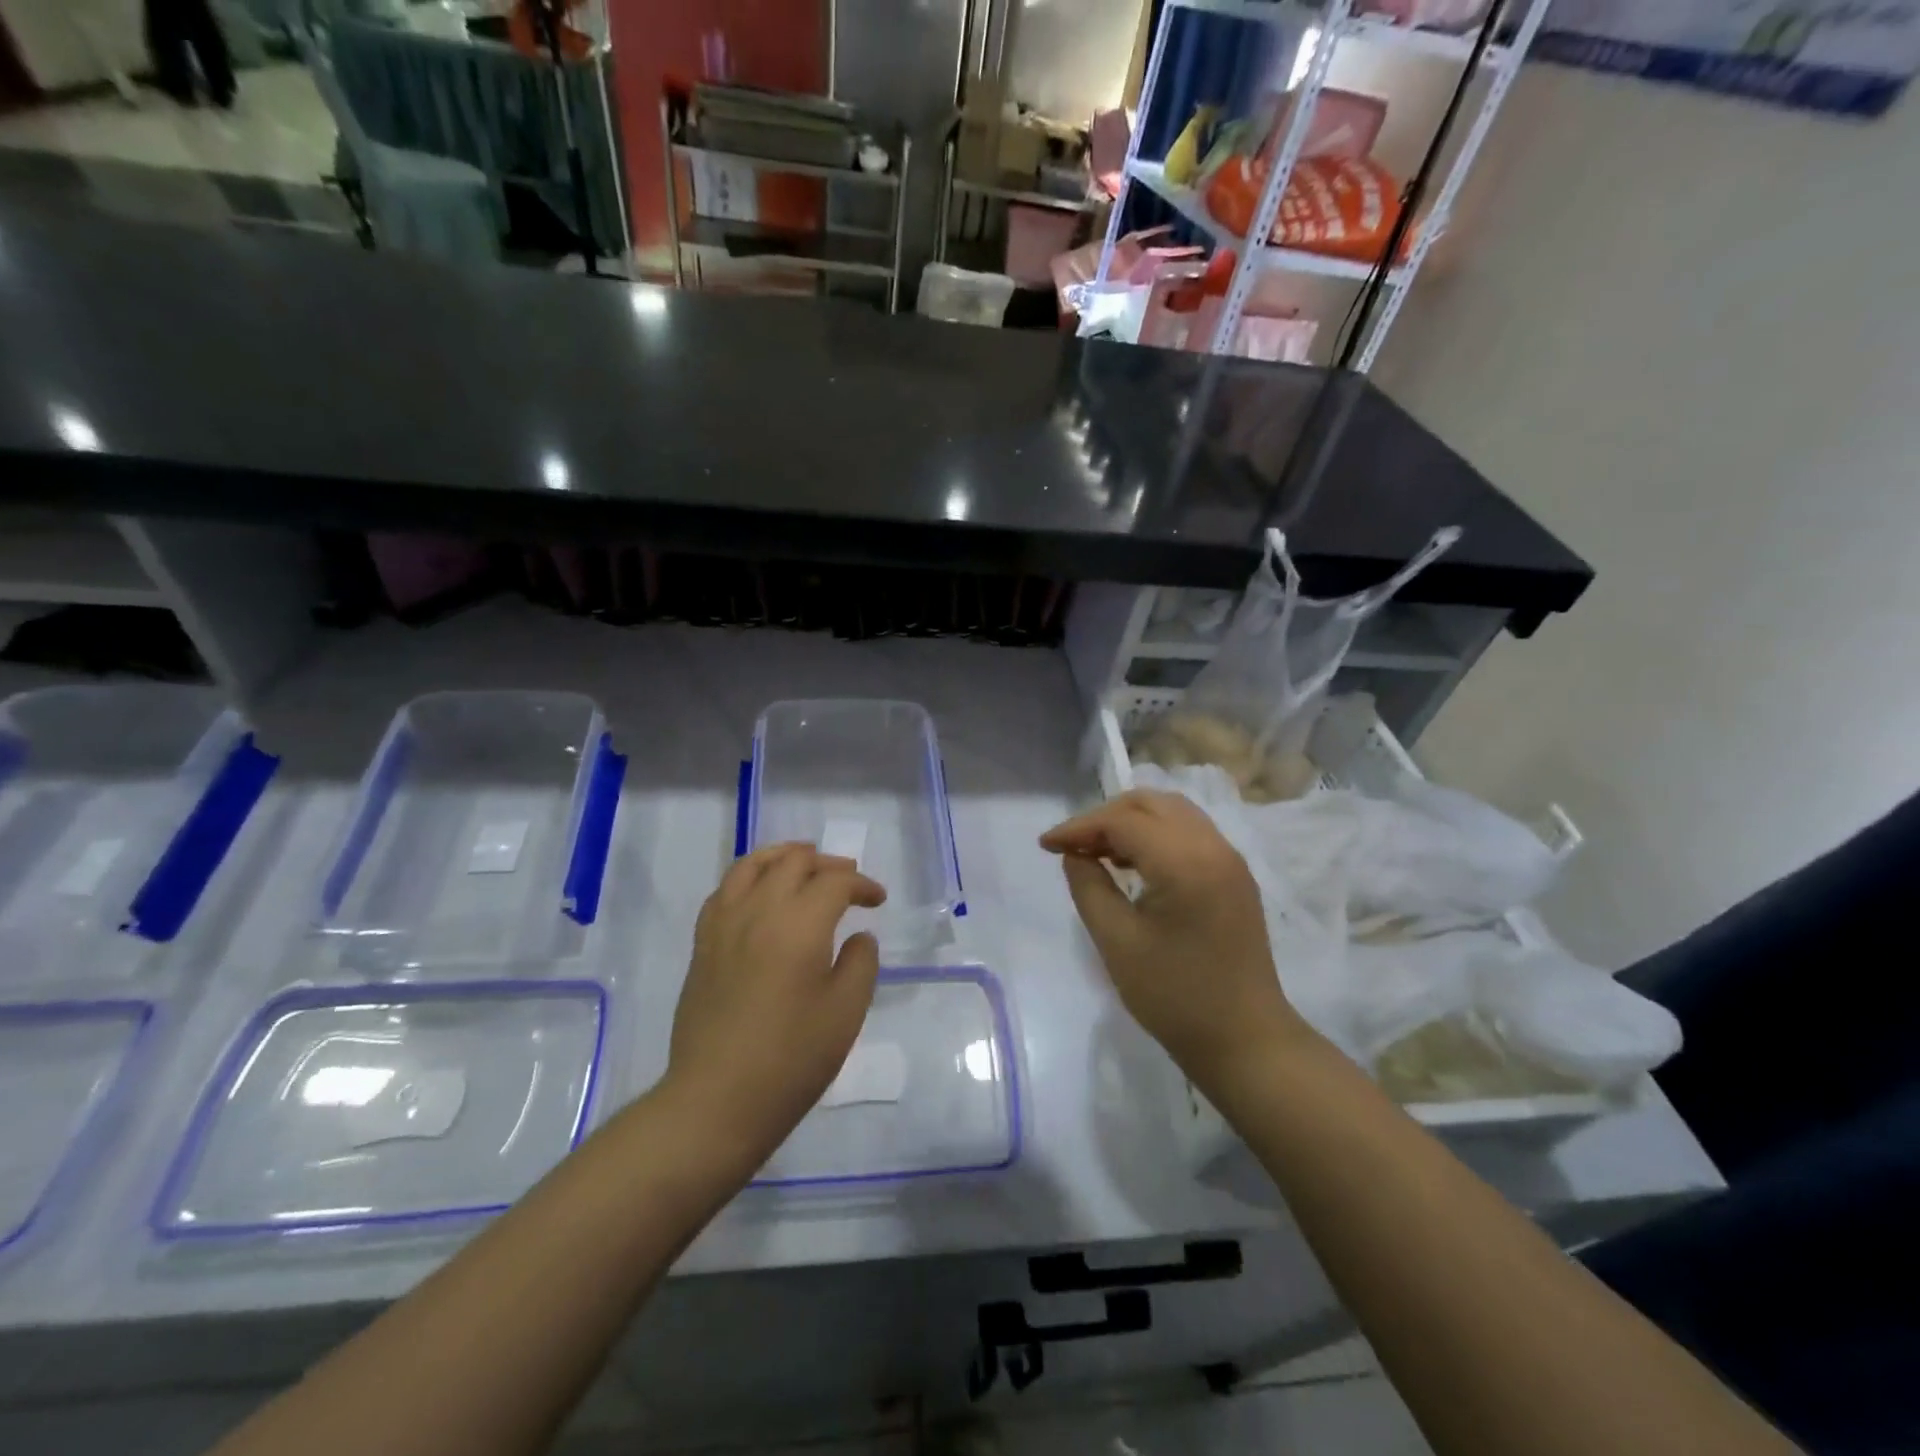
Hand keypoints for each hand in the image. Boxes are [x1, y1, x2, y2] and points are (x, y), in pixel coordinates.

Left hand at [666, 844, 886, 1168]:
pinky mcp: (703, 944)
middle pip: (794, 862)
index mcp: (799, 925)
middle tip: (848, 880)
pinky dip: (749, 876)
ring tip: (803, 861)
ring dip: (783, 856)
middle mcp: (759, 911)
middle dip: (827, 864)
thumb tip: (858, 937)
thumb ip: (860, 963)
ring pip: (752, 864)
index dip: (862, 885)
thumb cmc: (791, 1059)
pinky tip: (759, 891)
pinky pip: (725, 889)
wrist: (717, 1101)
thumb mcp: (845, 1013)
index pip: (835, 882)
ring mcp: (724, 924)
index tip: (877, 901)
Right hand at [1040, 790, 1309, 1088]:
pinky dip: (1155, 834)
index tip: (1046, 846)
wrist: (1245, 1040)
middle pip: (1151, 803)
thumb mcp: (1117, 942)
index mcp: (1185, 862)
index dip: (1079, 827)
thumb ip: (1089, 887)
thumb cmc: (1175, 996)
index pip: (1122, 821)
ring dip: (1131, 822)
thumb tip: (1075, 855)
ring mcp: (1230, 860)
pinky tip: (1133, 864)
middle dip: (1105, 816)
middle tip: (1072, 845)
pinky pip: (1190, 833)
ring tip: (1098, 852)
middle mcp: (1213, 847)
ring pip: (1172, 813)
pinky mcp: (1235, 876)